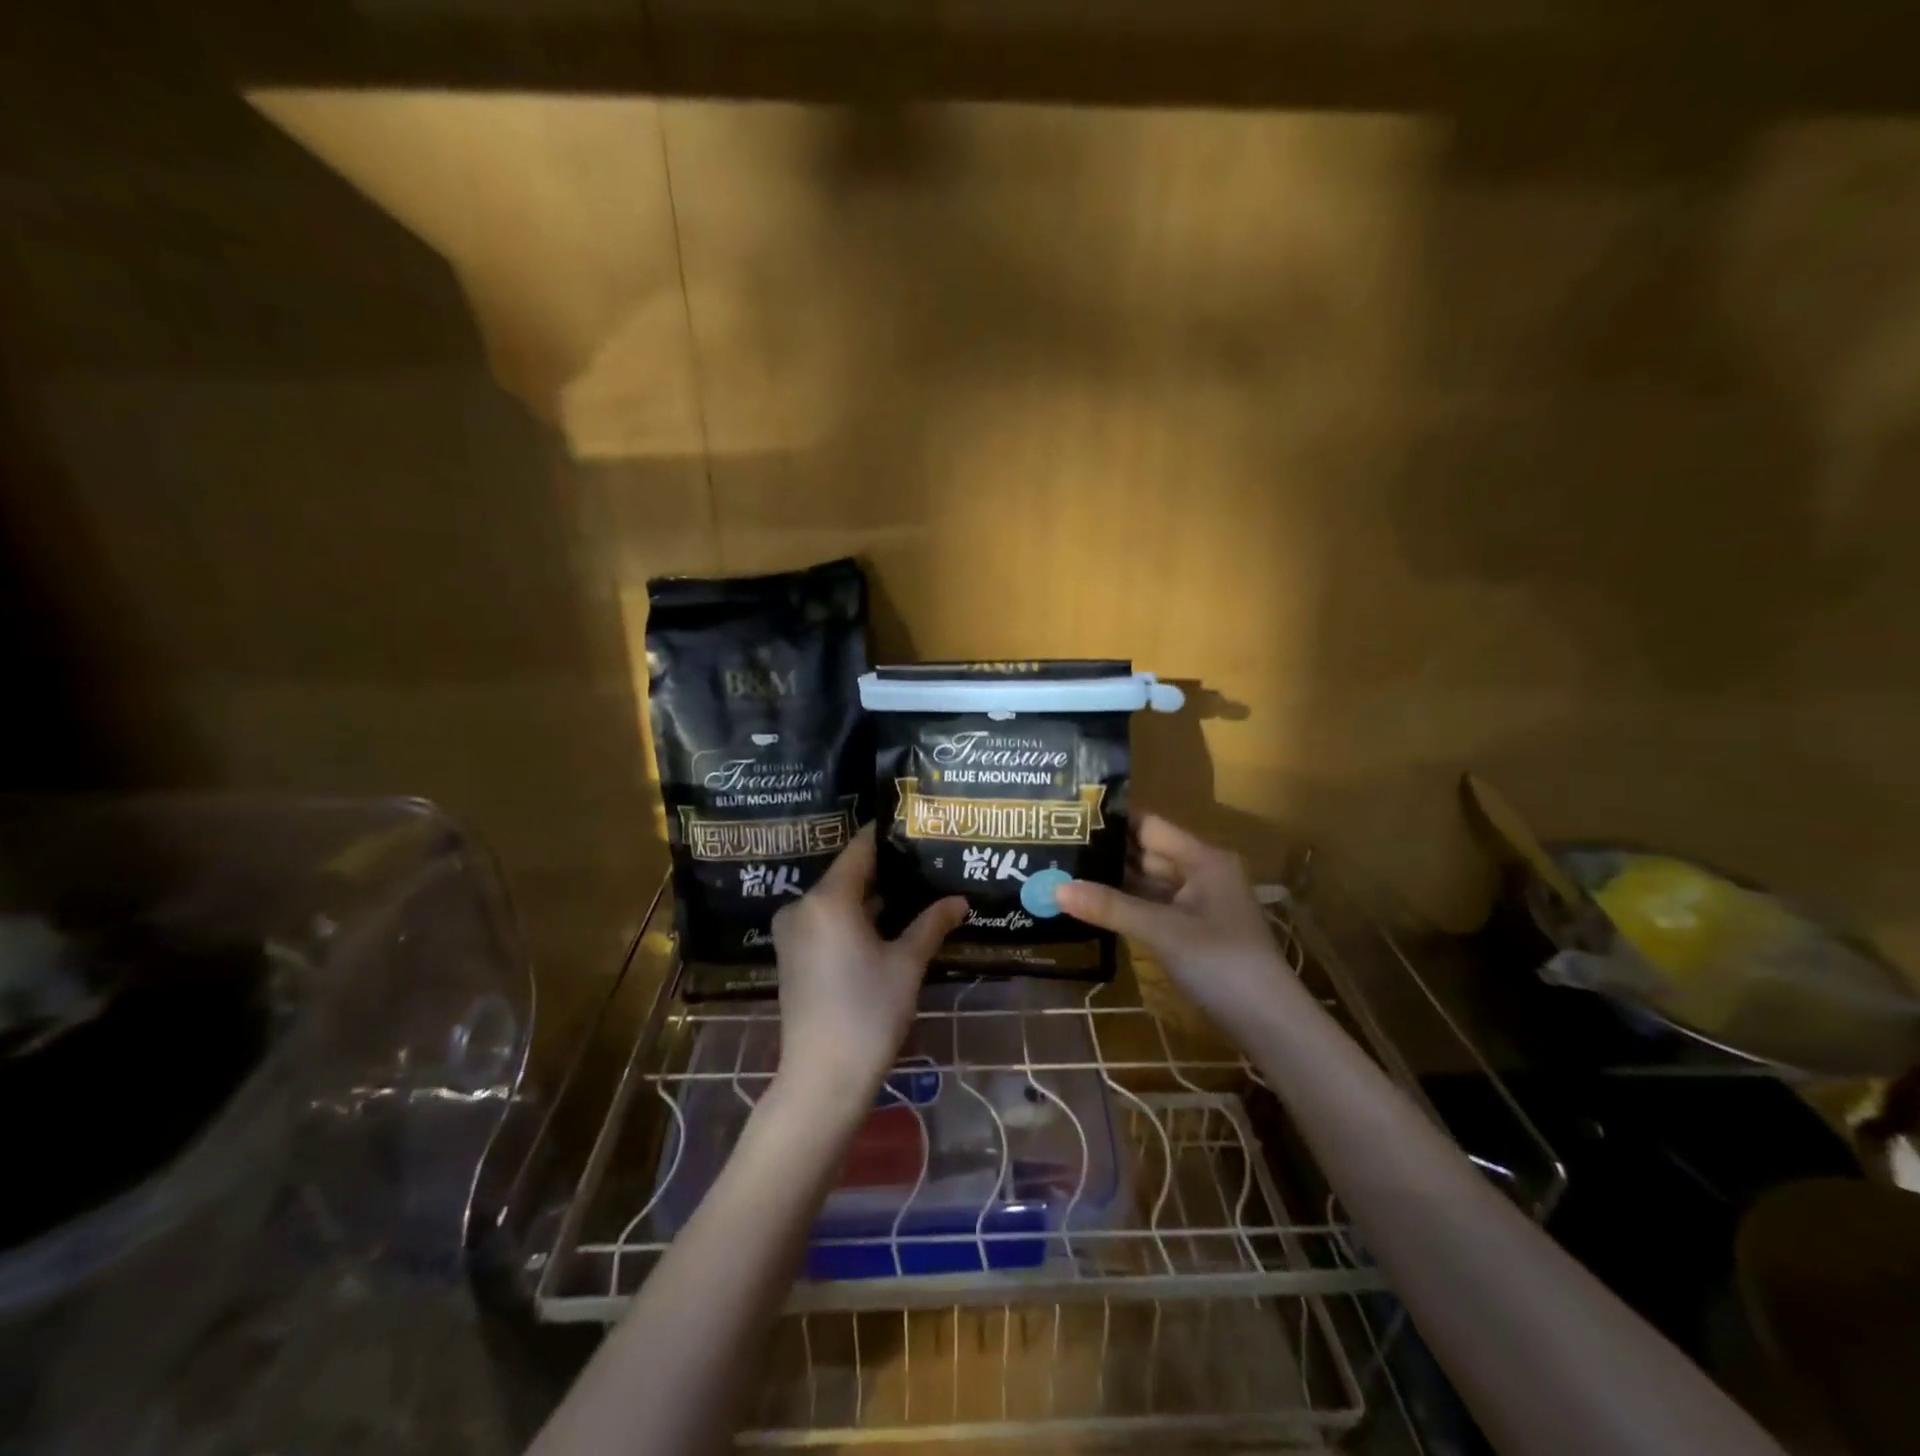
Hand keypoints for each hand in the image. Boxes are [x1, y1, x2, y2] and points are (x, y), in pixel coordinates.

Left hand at [770, 825, 966, 1120]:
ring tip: (915, 890)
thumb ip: (932, 923)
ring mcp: (792, 932)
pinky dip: (854, 918)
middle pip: (848, 874)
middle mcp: (803, 906)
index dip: (889, 836)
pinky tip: (888, 924)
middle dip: (886, 869)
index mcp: (828, 899)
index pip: (861, 849)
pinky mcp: (792, 955)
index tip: (917, 826)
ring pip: (838, 899)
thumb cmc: (868, 1012)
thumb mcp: (907, 964)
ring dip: (872, 897)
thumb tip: (960, 900)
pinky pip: (826, 921)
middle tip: (926, 862)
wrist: (822, 1077)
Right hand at [1055, 814, 1295, 1029]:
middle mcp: (1200, 873)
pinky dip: (1125, 907)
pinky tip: (1092, 906)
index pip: (1149, 826)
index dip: (1112, 822)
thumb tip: (1055, 888)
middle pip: (1146, 853)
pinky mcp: (1191, 931)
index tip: (1068, 819)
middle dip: (1105, 853)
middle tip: (1056, 848)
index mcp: (1202, 859)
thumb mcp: (1162, 932)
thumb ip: (1110, 907)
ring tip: (1063, 873)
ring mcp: (1197, 904)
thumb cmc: (1221, 963)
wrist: (1270, 1024)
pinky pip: (1152, 908)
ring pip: (1147, 883)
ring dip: (1112, 881)